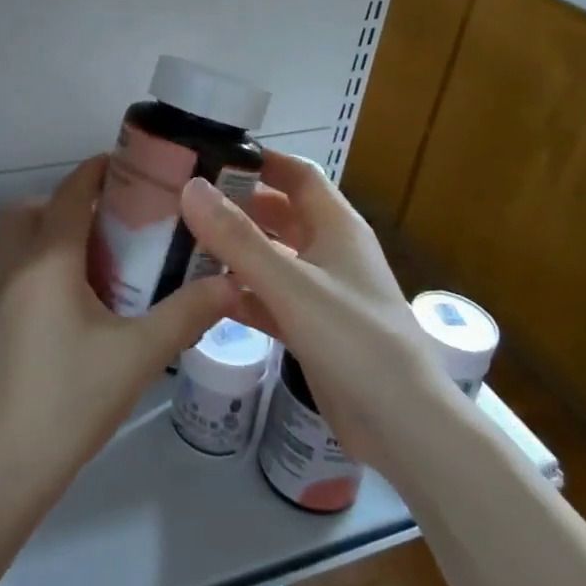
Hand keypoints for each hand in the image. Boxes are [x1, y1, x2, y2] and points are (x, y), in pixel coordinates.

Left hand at [0, 156, 233, 495]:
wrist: (9, 463)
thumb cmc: (73, 398)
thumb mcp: (140, 354)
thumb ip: (187, 313)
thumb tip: (233, 282)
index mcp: (48, 260)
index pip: (70, 193)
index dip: (96, 170)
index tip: (129, 164)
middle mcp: (17, 267)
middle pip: (29, 207)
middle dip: (67, 199)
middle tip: (113, 216)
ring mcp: (0, 295)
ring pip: (18, 238)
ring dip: (51, 229)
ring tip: (102, 253)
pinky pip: (18, 268)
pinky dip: (45, 260)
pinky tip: (83, 296)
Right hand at [179, 152, 453, 467]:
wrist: (404, 428)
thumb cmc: (353, 340)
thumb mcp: (290, 283)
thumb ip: (237, 237)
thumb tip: (191, 186)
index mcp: (336, 226)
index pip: (296, 173)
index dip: (259, 161)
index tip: (209, 157)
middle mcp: (329, 251)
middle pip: (278, 213)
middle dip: (235, 206)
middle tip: (182, 204)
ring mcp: (321, 292)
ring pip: (270, 257)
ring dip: (233, 251)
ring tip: (180, 245)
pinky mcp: (311, 328)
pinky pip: (268, 298)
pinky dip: (240, 294)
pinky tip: (202, 297)